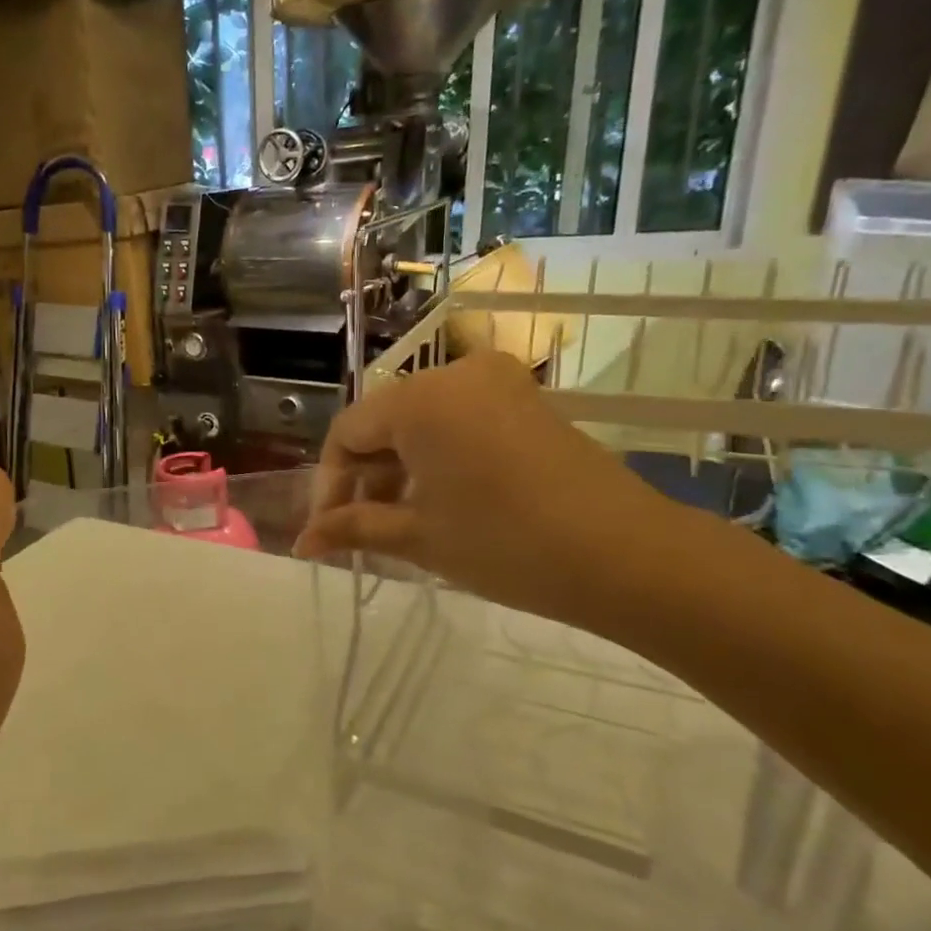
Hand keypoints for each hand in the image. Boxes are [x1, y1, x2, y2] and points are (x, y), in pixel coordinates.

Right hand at [294, 350, 679, 631]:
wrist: (629, 556)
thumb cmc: (507, 545)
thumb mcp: (419, 537)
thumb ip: (353, 528)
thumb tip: (301, 542)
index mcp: (419, 400)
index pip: (347, 431)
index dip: (330, 482)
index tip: (328, 530)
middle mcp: (454, 375)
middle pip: (383, 421)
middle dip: (365, 475)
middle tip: (360, 530)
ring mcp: (497, 383)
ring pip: (421, 421)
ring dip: (400, 467)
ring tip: (400, 521)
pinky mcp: (526, 400)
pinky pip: (458, 419)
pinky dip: (438, 456)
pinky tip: (441, 500)